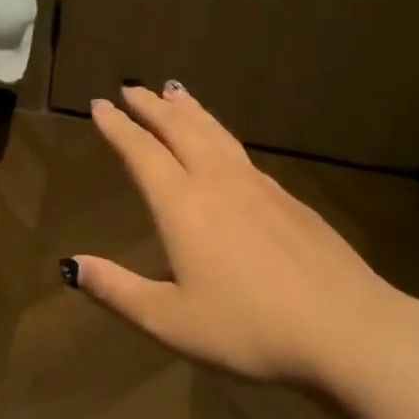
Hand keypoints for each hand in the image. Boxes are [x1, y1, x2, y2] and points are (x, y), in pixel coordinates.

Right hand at [69, 83, 405, 384]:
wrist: (348, 330)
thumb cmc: (248, 328)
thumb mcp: (169, 320)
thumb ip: (116, 290)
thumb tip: (70, 265)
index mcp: (183, 206)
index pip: (142, 153)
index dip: (118, 127)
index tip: (100, 104)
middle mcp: (219, 184)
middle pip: (181, 130)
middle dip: (153, 107)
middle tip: (133, 88)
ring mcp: (260, 188)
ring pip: (216, 134)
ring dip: (190, 111)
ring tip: (175, 92)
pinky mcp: (291, 202)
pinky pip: (242, 153)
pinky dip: (220, 134)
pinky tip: (225, 147)